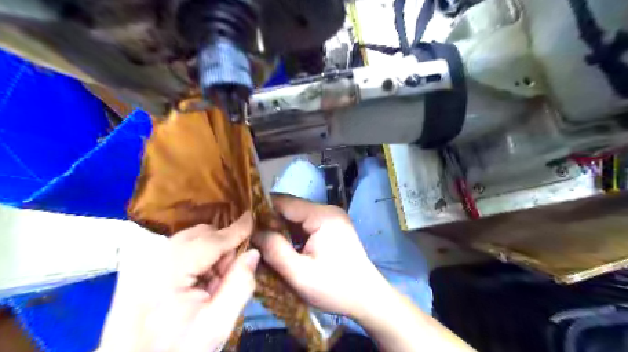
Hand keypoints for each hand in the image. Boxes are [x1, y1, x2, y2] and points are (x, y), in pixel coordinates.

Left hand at [98, 211, 257, 351]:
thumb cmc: (177, 349)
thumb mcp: (217, 325)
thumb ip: (239, 286)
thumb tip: (253, 253)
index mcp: (166, 274)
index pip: (209, 241)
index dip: (235, 230)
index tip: (253, 218)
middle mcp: (150, 259)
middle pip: (199, 234)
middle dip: (222, 246)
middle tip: (229, 275)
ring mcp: (143, 260)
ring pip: (191, 238)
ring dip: (211, 251)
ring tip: (212, 282)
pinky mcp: (141, 264)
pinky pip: (181, 247)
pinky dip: (197, 257)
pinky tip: (198, 280)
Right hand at [253, 195, 390, 318]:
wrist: (368, 298)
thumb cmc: (336, 288)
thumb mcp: (300, 274)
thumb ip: (275, 250)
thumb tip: (254, 232)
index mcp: (322, 216)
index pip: (285, 202)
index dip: (262, 209)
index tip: (242, 220)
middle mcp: (328, 211)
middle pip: (291, 208)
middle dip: (269, 220)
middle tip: (248, 234)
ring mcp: (331, 218)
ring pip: (297, 217)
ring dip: (280, 227)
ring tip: (260, 240)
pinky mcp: (331, 227)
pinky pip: (305, 225)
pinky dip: (291, 233)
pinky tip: (280, 244)